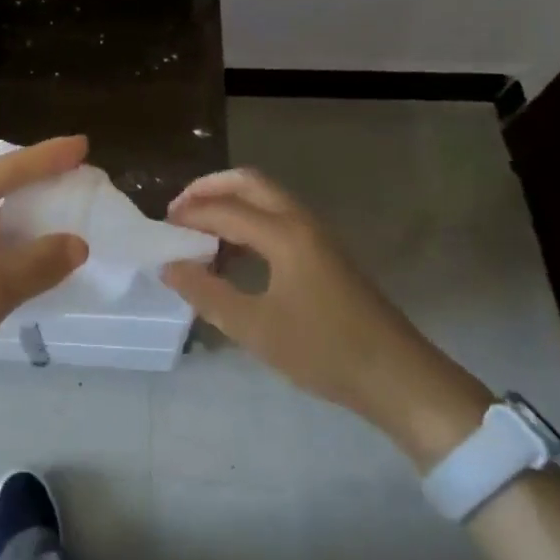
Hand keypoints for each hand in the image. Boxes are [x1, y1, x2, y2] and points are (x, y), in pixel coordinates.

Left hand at [0, 137, 90, 406]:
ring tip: (62, 222)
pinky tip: (28, 260)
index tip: (84, 145)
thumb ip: (39, 263)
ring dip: (21, 222)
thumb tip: (77, 244)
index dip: (48, 157)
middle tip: (78, 183)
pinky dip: (4, 248)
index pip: (6, 169)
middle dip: (36, 187)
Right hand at [163, 168, 491, 468]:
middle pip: (247, 182)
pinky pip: (277, 217)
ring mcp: (316, 234)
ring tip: (199, 234)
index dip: (188, 216)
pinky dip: (249, 220)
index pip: (223, 209)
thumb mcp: (256, 329)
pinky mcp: (325, 251)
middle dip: (208, 189)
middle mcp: (300, 221)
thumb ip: (207, 294)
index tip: (159, 231)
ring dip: (229, 203)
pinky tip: (235, 255)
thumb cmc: (325, 352)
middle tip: (178, 213)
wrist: (399, 378)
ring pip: (265, 197)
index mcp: (283, 234)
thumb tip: (169, 266)